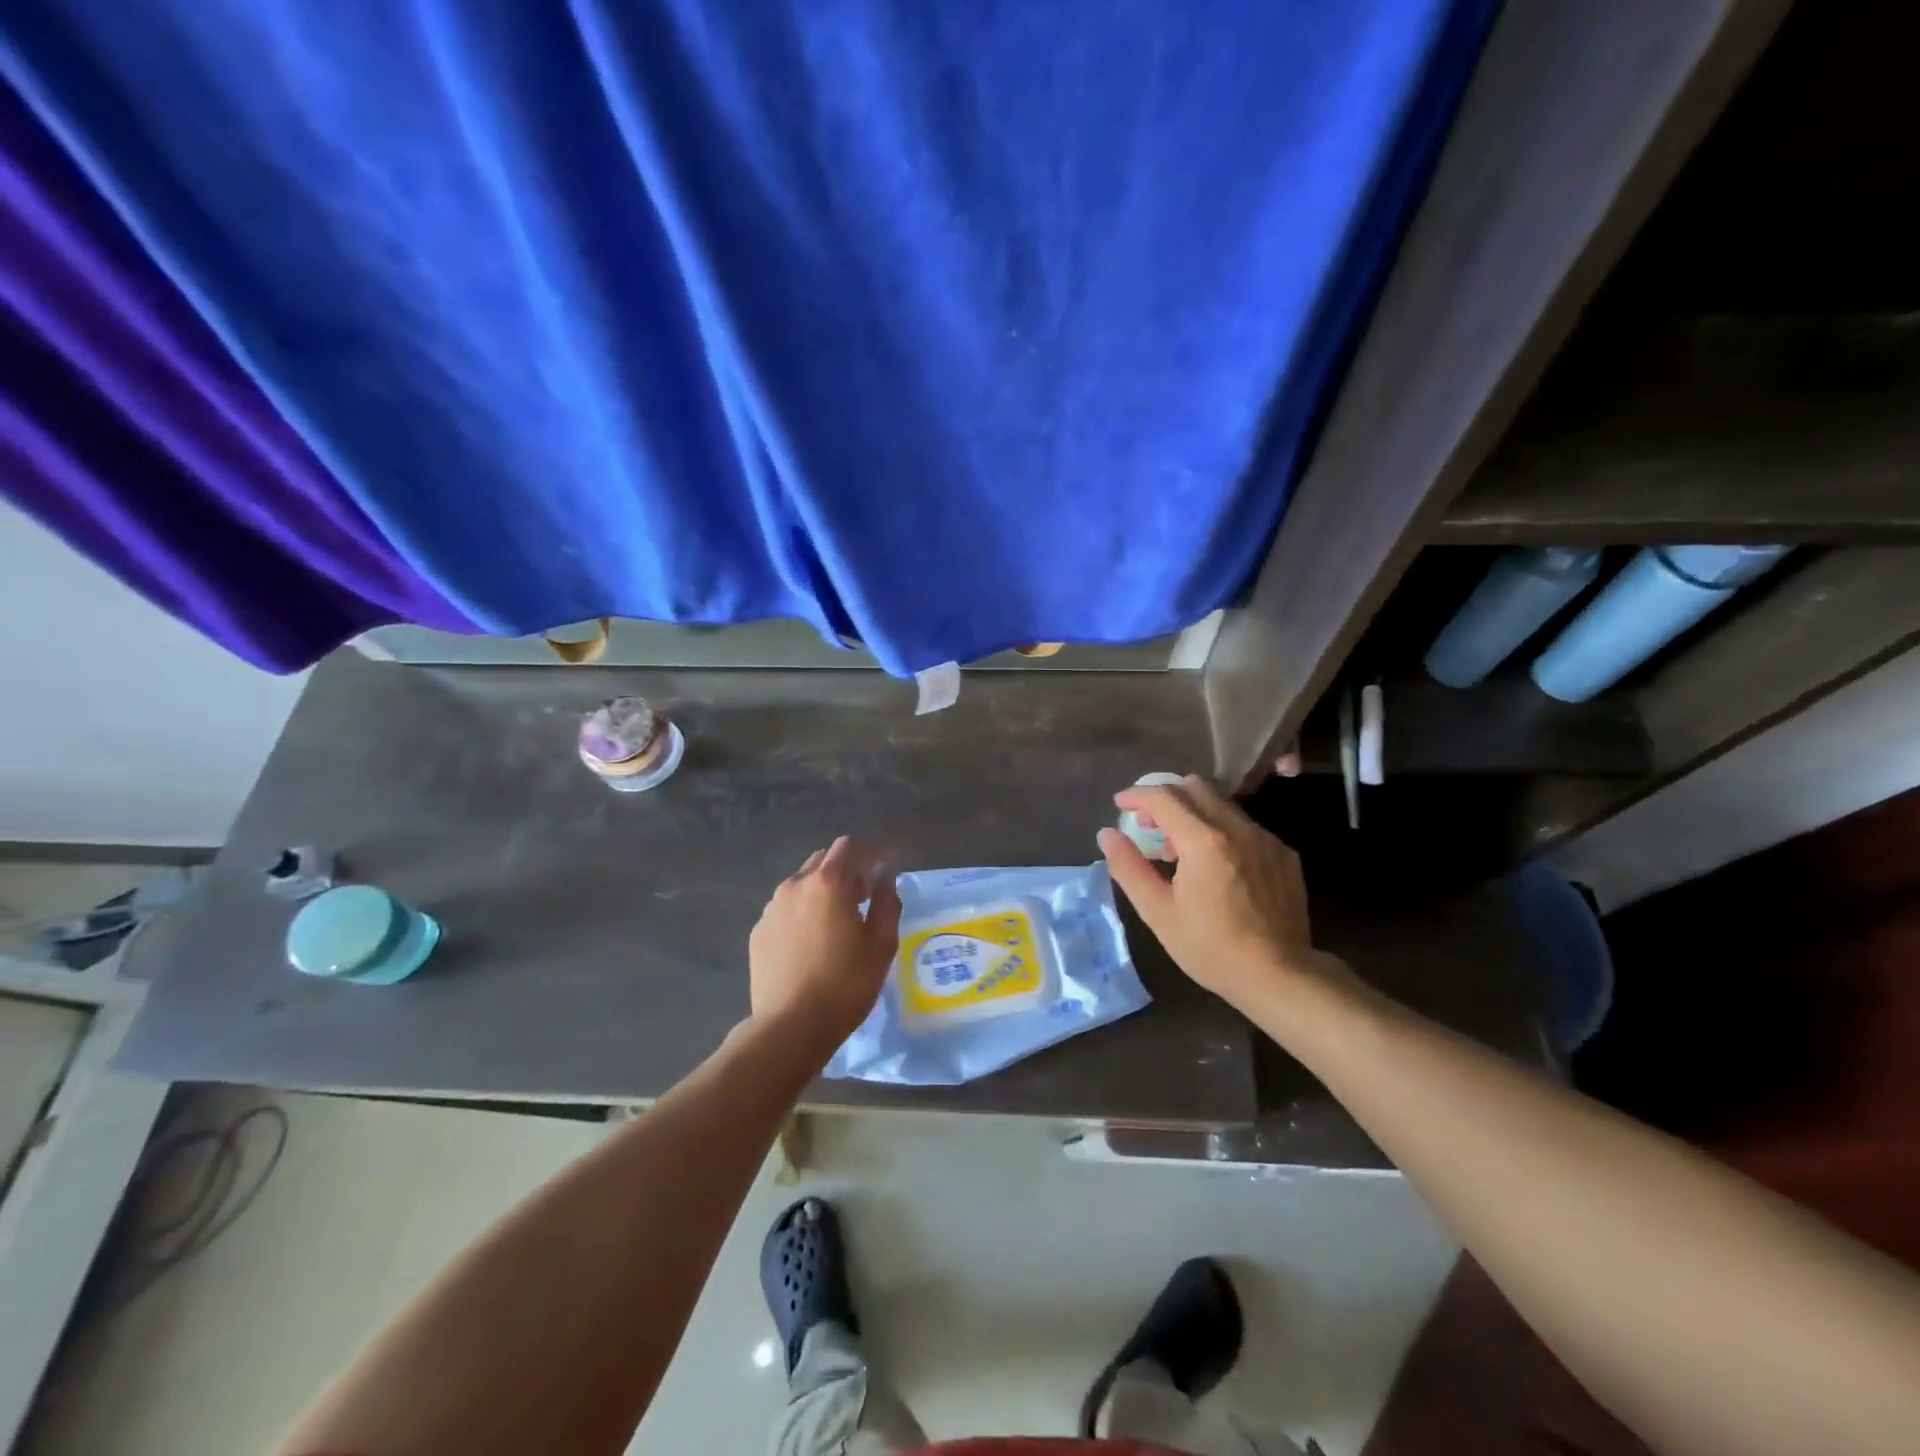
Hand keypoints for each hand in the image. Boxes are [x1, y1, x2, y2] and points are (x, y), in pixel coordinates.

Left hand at [749, 836, 901, 1046]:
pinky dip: (801, 914)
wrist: (791, 1026)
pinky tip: (809, 946)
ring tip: (833, 926)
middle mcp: (795, 885)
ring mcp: (772, 908)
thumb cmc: (846, 983)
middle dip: (844, 872)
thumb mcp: (882, 944)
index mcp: (828, 883)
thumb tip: (885, 878)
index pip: (848, 846)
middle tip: (860, 901)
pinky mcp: (759, 931)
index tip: (879, 873)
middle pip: (823, 861)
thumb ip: (887, 902)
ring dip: (820, 893)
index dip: (867, 854)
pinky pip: (785, 909)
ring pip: (801, 885)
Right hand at [1097, 775, 1353, 1010]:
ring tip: (1180, 851)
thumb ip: (1129, 867)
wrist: (1280, 976)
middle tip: (1149, 825)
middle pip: (1195, 788)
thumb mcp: (1158, 912)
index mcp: (1203, 841)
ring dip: (1193, 814)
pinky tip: (1217, 867)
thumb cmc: (1211, 948)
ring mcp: (1266, 839)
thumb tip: (1107, 835)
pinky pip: (1245, 826)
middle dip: (1166, 798)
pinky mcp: (1284, 854)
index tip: (1120, 804)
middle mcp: (1237, 829)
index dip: (1136, 796)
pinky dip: (1221, 832)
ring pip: (1222, 805)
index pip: (1163, 797)